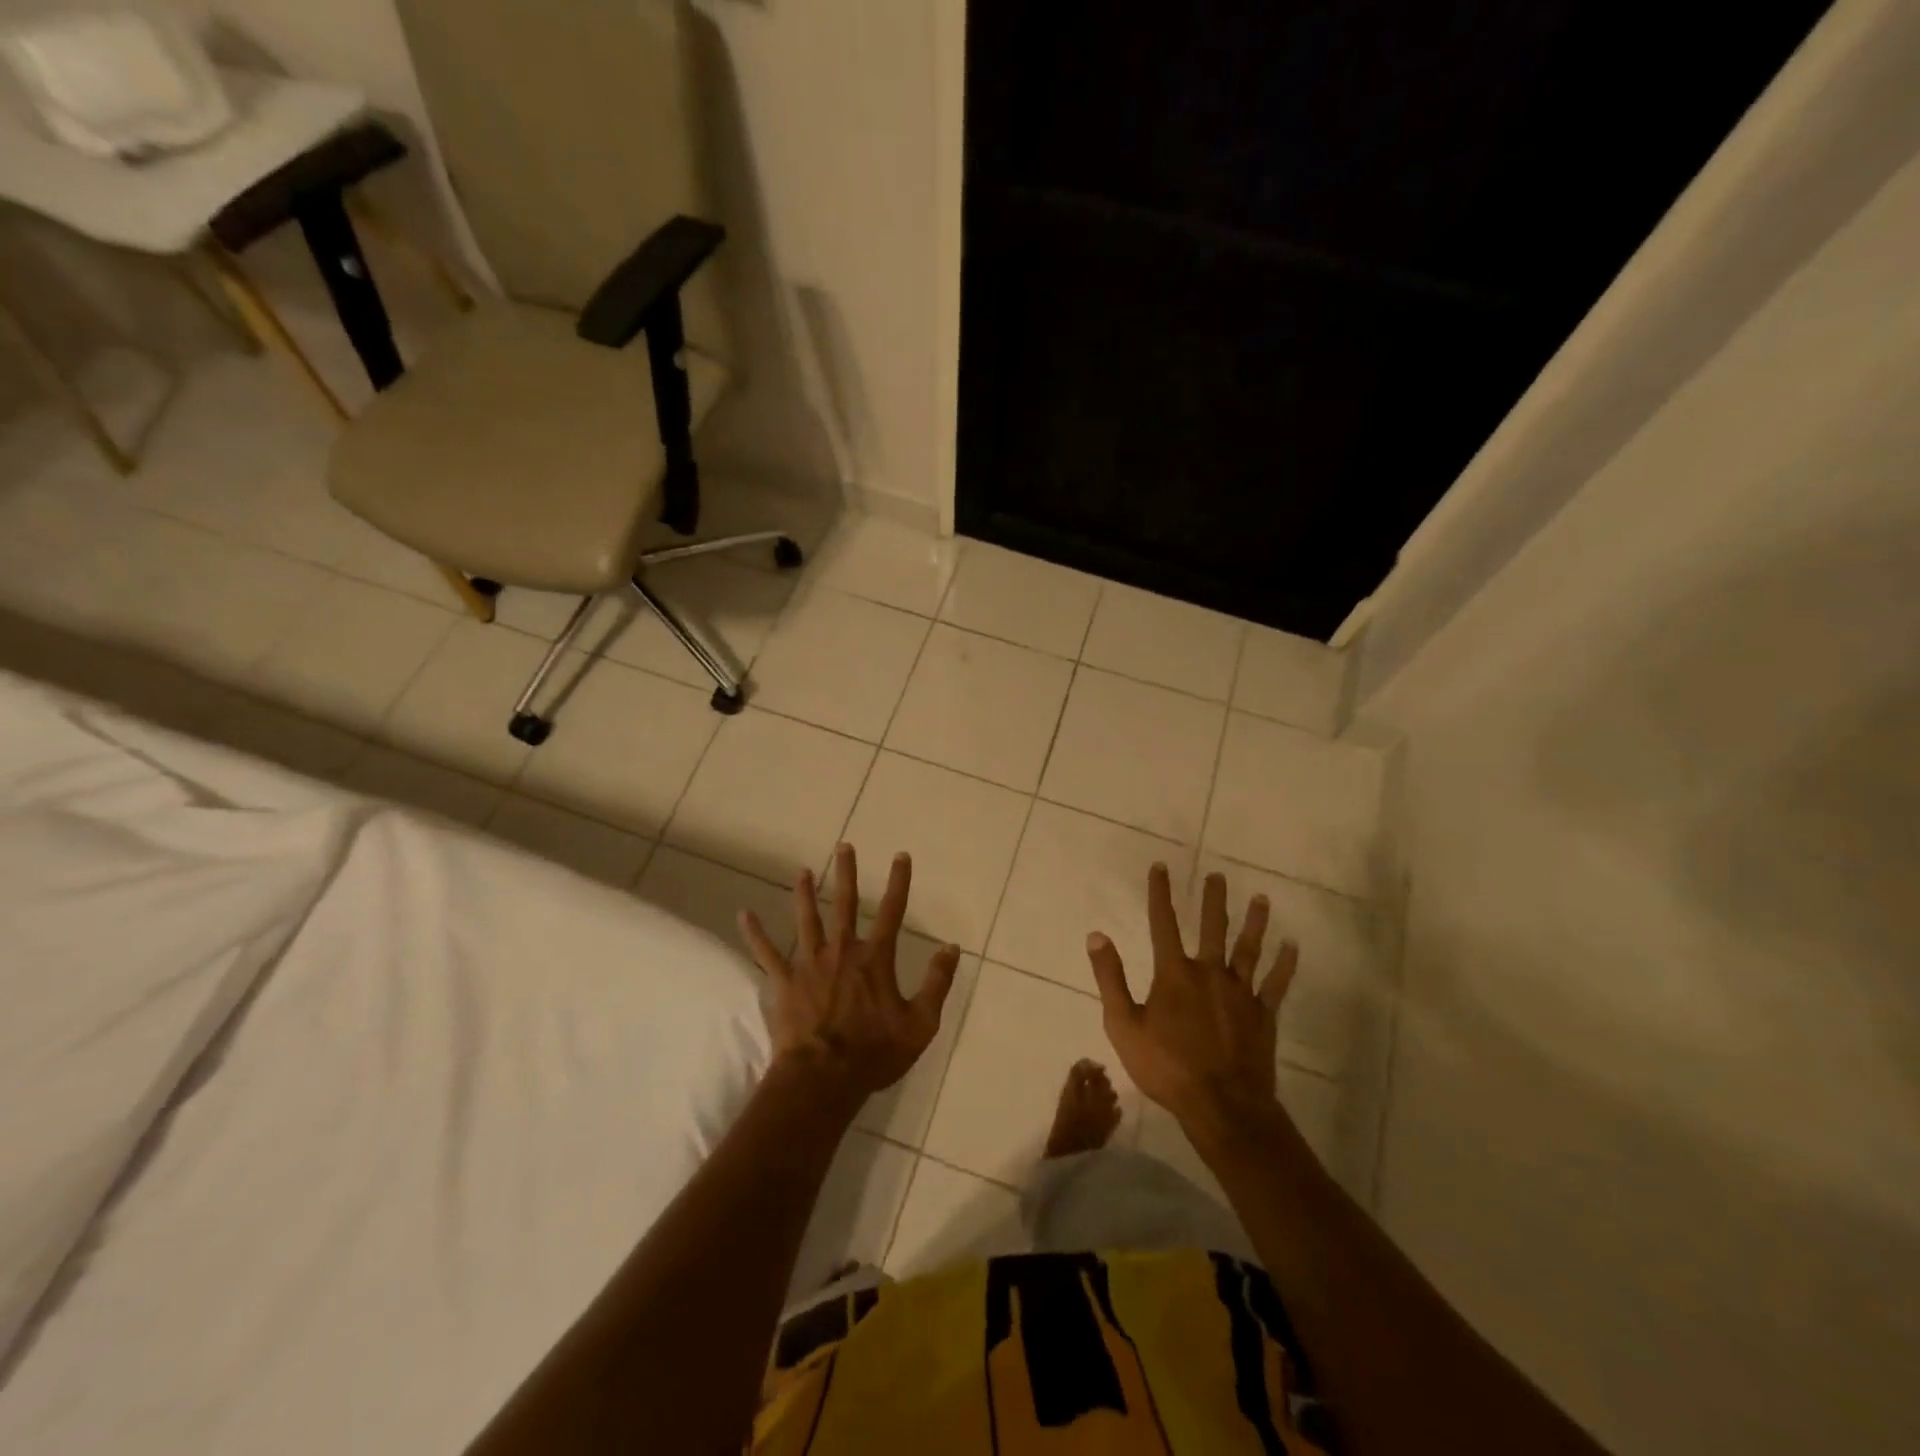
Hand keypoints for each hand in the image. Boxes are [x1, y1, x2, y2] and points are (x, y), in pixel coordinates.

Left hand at [740, 843, 960, 1110]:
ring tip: (802, 871)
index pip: (892, 911)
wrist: (824, 1078)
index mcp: (875, 959)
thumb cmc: (875, 1053)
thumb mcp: (921, 1023)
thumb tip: (952, 948)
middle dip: (846, 873)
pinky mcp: (785, 982)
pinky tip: (744, 915)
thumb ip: (937, 983)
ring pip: (806, 920)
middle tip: (843, 846)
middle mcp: (842, 951)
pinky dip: (756, 934)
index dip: (898, 882)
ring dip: (804, 893)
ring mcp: (810, 964)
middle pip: (844, 904)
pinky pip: (766, 954)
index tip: (900, 856)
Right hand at [1086, 864, 1296, 1140]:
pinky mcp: (1263, 1014)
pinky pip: (1276, 983)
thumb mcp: (1123, 1025)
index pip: (1163, 924)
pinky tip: (1292, 946)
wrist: (1221, 1106)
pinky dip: (1285, 964)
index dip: (1160, 894)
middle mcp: (1209, 973)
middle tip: (1218, 875)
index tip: (1160, 867)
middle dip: (1213, 900)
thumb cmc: (1166, 1067)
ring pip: (1248, 949)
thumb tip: (1097, 936)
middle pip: (1212, 928)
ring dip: (1254, 922)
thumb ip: (1111, 979)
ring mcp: (1240, 993)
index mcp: (1174, 974)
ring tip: (1261, 898)